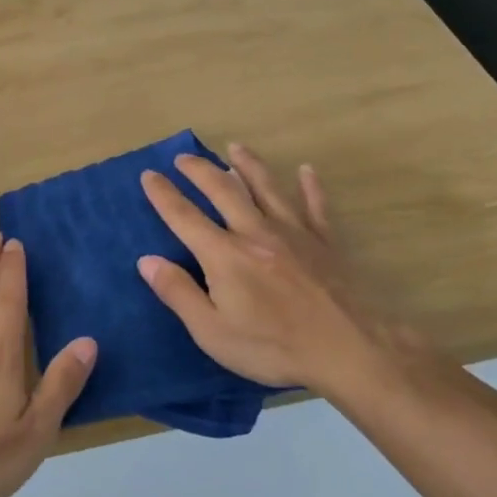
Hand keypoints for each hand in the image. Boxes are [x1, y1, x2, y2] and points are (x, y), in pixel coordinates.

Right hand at [138, 144, 432, 402]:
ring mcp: (294, 233)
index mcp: (224, 255)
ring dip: (248, 164)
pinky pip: (316, 206)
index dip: (163, 194)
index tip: (148, 174)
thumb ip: (178, 293)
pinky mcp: (325, 242)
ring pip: (267, 188)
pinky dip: (310, 187)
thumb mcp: (212, 332)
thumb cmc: (273, 346)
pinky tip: (307, 170)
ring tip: (235, 147)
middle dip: (200, 171)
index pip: (184, 216)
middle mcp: (255, 232)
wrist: (349, 349)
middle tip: (184, 157)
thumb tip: (146, 260)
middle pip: (224, 190)